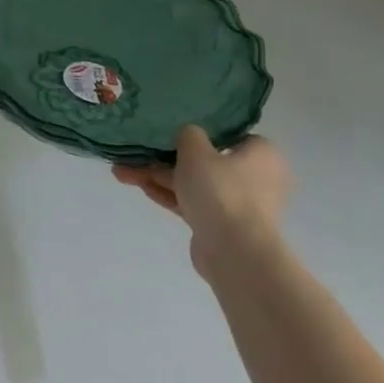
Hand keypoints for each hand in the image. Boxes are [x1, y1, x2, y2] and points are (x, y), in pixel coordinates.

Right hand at [114, 126, 288, 277]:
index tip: (175, 131)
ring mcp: (237, 204)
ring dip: (159, 177)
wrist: (233, 251)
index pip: (231, 136)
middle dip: (167, 158)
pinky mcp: (220, 225)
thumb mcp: (196, 150)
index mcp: (261, 155)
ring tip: (122, 171)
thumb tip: (188, 135)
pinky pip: (191, 203)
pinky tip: (139, 187)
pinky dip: (168, 195)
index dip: (202, 132)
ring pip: (194, 183)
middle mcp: (255, 178)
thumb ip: (188, 135)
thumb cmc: (221, 191)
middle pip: (206, 162)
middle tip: (138, 152)